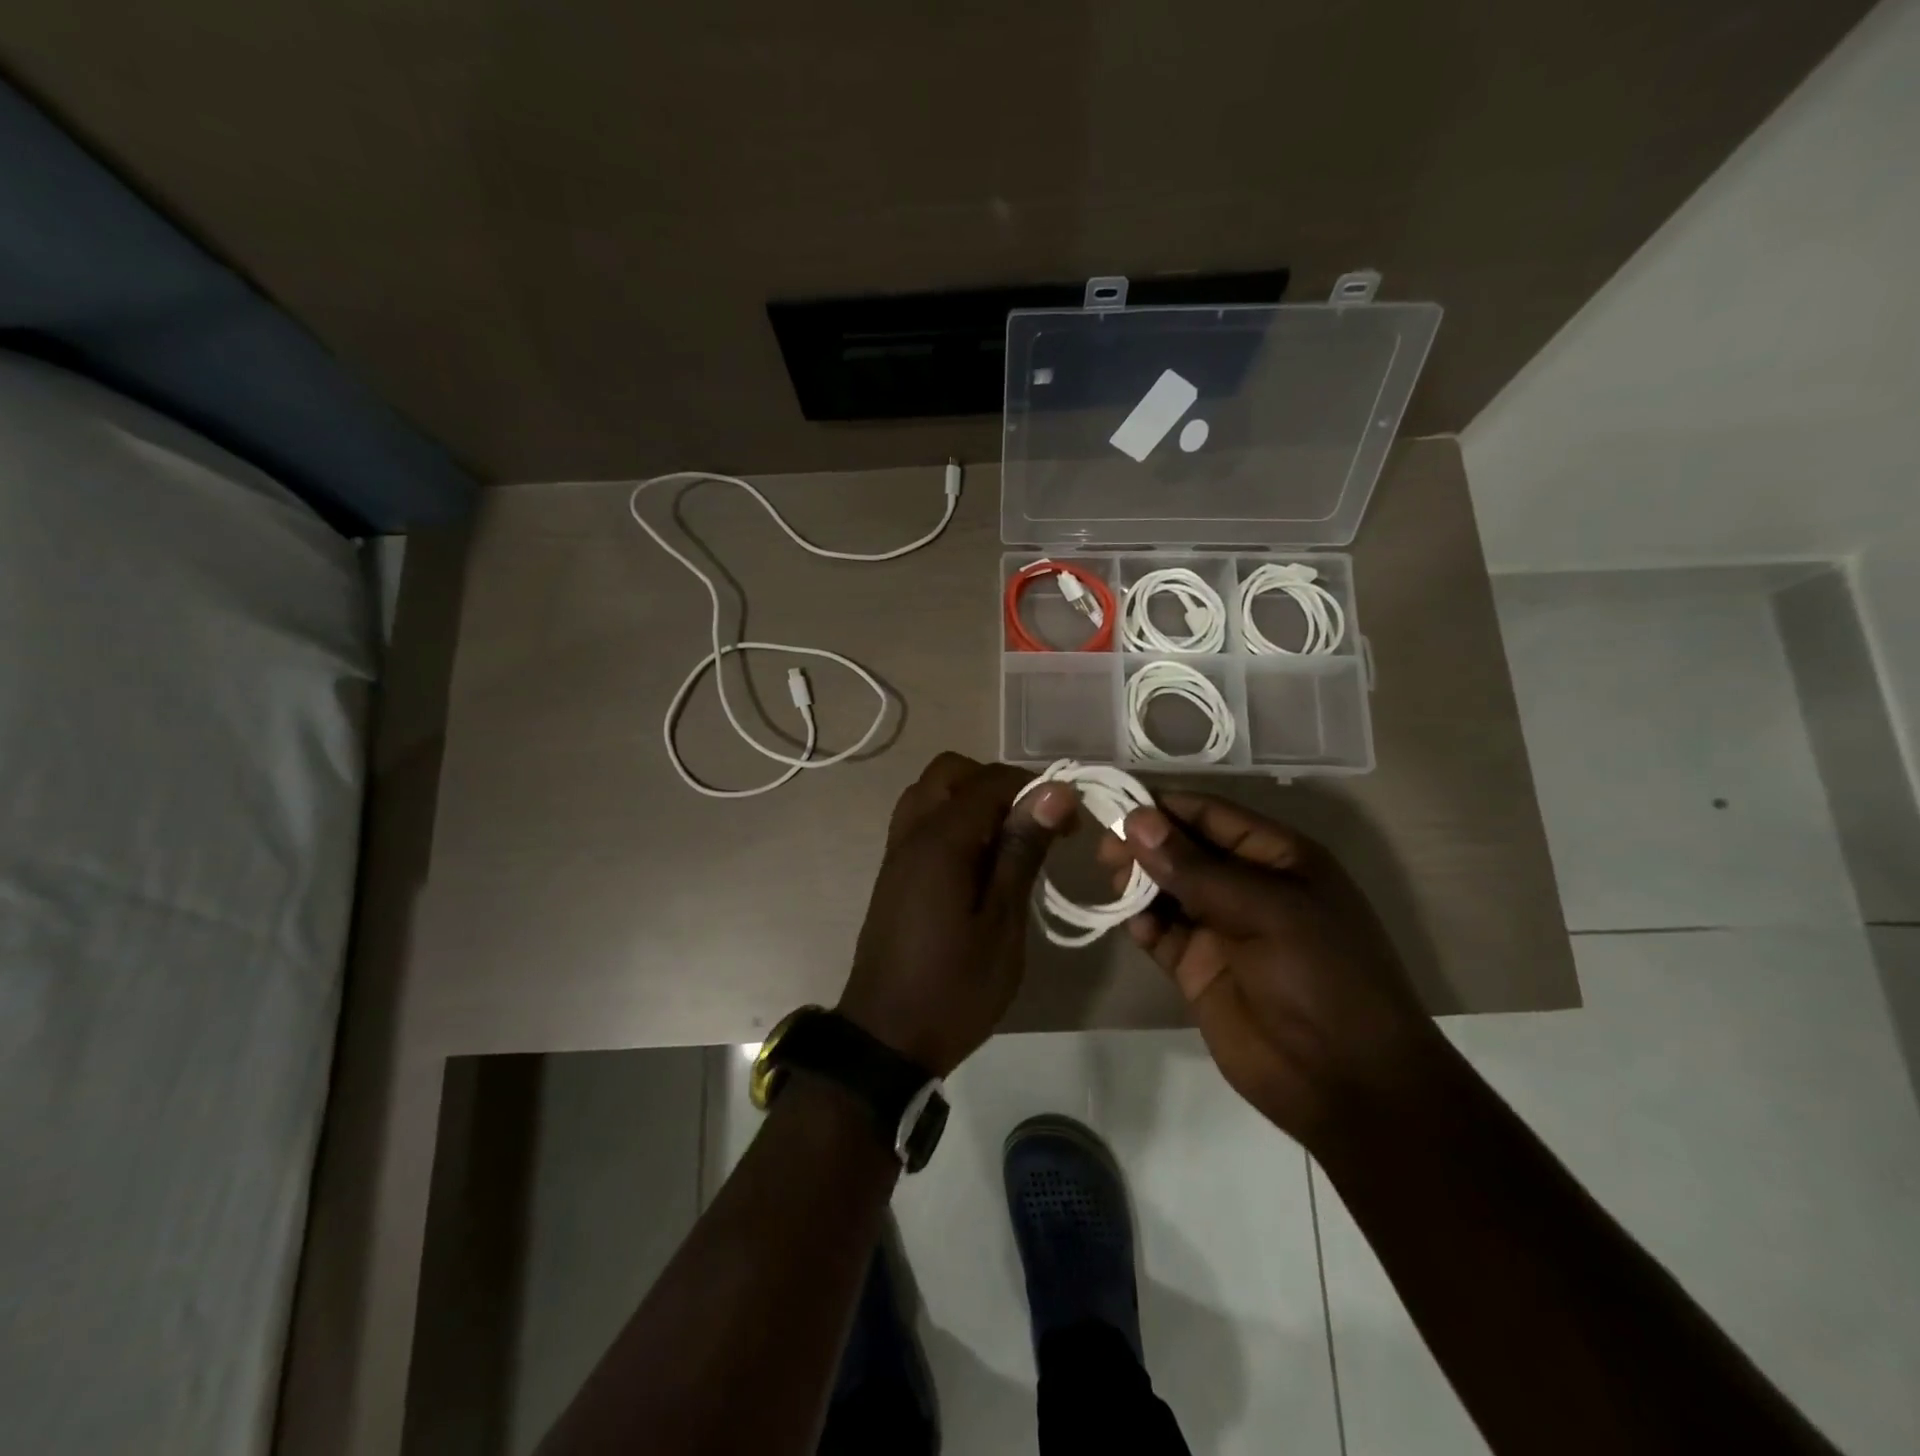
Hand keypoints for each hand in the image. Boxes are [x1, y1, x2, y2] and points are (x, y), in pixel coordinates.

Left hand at [839, 752, 1076, 1076]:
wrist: (887, 1037)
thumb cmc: (955, 987)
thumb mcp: (1002, 922)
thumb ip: (1022, 850)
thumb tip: (1054, 791)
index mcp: (940, 840)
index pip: (990, 781)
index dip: (1035, 789)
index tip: (1071, 822)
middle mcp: (912, 832)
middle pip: (951, 772)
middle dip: (997, 784)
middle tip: (1033, 823)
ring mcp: (897, 851)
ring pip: (931, 792)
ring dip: (971, 798)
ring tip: (1008, 839)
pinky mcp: (894, 872)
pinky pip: (921, 820)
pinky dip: (952, 819)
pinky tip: (980, 860)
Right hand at [1097, 792, 1439, 1150]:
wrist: (1347, 1084)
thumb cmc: (1322, 978)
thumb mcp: (1266, 911)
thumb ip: (1195, 869)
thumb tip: (1136, 821)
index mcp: (1277, 857)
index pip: (1210, 814)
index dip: (1163, 807)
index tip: (1114, 803)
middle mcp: (1245, 885)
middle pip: (1182, 848)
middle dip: (1144, 843)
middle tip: (1105, 850)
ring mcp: (1219, 927)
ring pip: (1165, 888)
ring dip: (1137, 881)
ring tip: (1112, 881)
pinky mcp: (1197, 967)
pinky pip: (1159, 933)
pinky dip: (1140, 923)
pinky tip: (1129, 923)